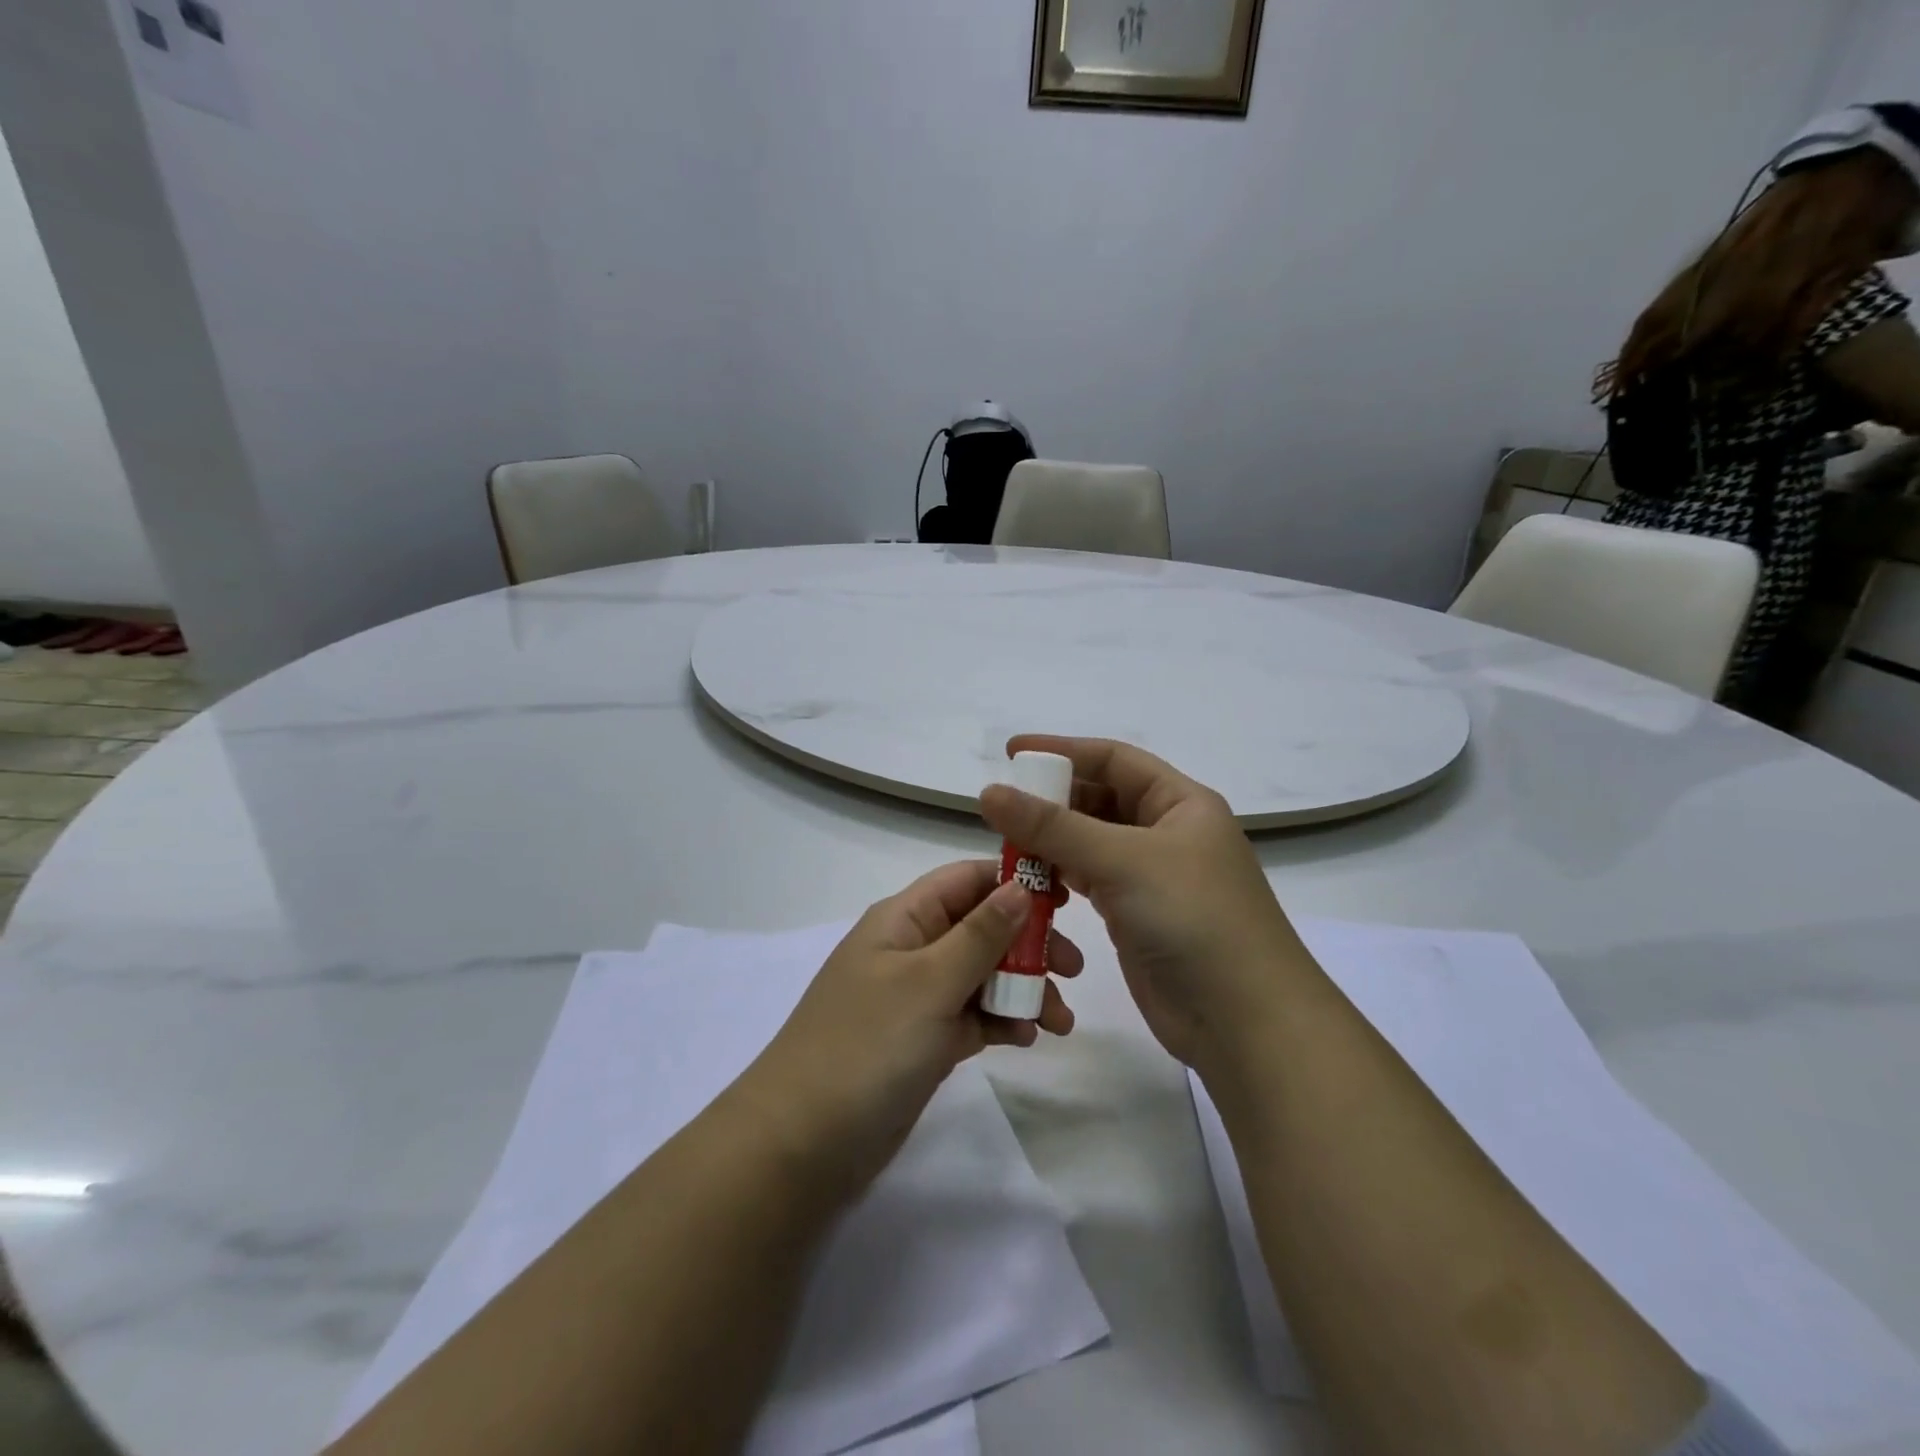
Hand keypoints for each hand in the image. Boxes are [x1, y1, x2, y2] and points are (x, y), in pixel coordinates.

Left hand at [736, 861, 1079, 1199]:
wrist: (803, 1144)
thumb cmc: (868, 1045)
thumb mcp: (929, 981)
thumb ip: (980, 934)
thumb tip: (1020, 886)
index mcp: (904, 919)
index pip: (967, 880)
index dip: (1016, 883)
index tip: (1068, 902)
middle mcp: (911, 949)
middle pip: (982, 927)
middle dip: (1029, 945)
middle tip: (1073, 972)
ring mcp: (917, 997)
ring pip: (983, 975)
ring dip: (1023, 989)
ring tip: (1059, 1023)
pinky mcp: (924, 1041)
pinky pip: (973, 1016)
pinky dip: (1002, 1021)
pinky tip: (1026, 1039)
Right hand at [979, 736, 1308, 1076]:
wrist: (1245, 1022)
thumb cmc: (1193, 919)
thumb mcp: (1123, 861)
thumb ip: (1052, 827)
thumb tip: (989, 793)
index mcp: (1180, 803)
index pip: (1114, 760)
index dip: (1063, 751)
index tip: (1011, 753)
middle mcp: (1167, 833)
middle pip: (1099, 800)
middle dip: (1052, 801)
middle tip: (1002, 809)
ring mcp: (1152, 877)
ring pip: (1090, 844)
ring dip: (1051, 843)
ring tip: (1007, 847)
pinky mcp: (1136, 916)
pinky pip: (1089, 882)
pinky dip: (1060, 878)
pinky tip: (1032, 884)